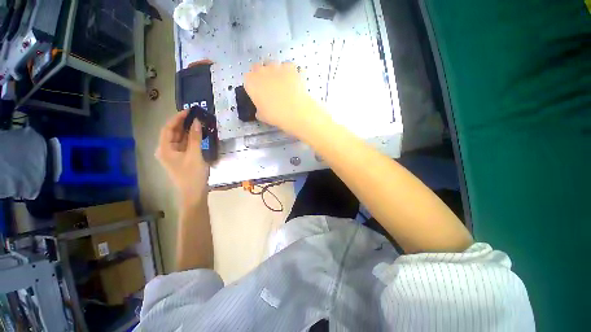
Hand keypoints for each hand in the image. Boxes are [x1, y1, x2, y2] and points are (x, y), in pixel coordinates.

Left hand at [155, 110, 208, 204]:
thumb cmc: (192, 175)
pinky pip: (185, 145)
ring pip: (180, 139)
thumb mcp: (195, 155)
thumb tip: (197, 122)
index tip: (189, 111)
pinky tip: (199, 134)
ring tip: (199, 123)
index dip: (177, 118)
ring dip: (188, 131)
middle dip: (183, 123)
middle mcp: (166, 150)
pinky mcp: (181, 158)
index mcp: (164, 149)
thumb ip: (195, 138)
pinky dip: (191, 139)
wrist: (194, 193)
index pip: (168, 128)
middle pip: (173, 133)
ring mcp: (174, 155)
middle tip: (196, 116)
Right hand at [244, 62, 327, 137]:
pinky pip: (288, 66)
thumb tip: (260, 109)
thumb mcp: (262, 116)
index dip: (254, 84)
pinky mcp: (290, 67)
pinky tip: (293, 82)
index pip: (248, 78)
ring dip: (276, 72)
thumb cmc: (276, 115)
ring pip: (273, 65)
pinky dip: (290, 72)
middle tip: (270, 87)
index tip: (259, 91)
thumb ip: (258, 109)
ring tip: (283, 85)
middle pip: (259, 68)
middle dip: (263, 75)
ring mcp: (277, 66)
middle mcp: (261, 71)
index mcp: (251, 82)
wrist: (295, 112)